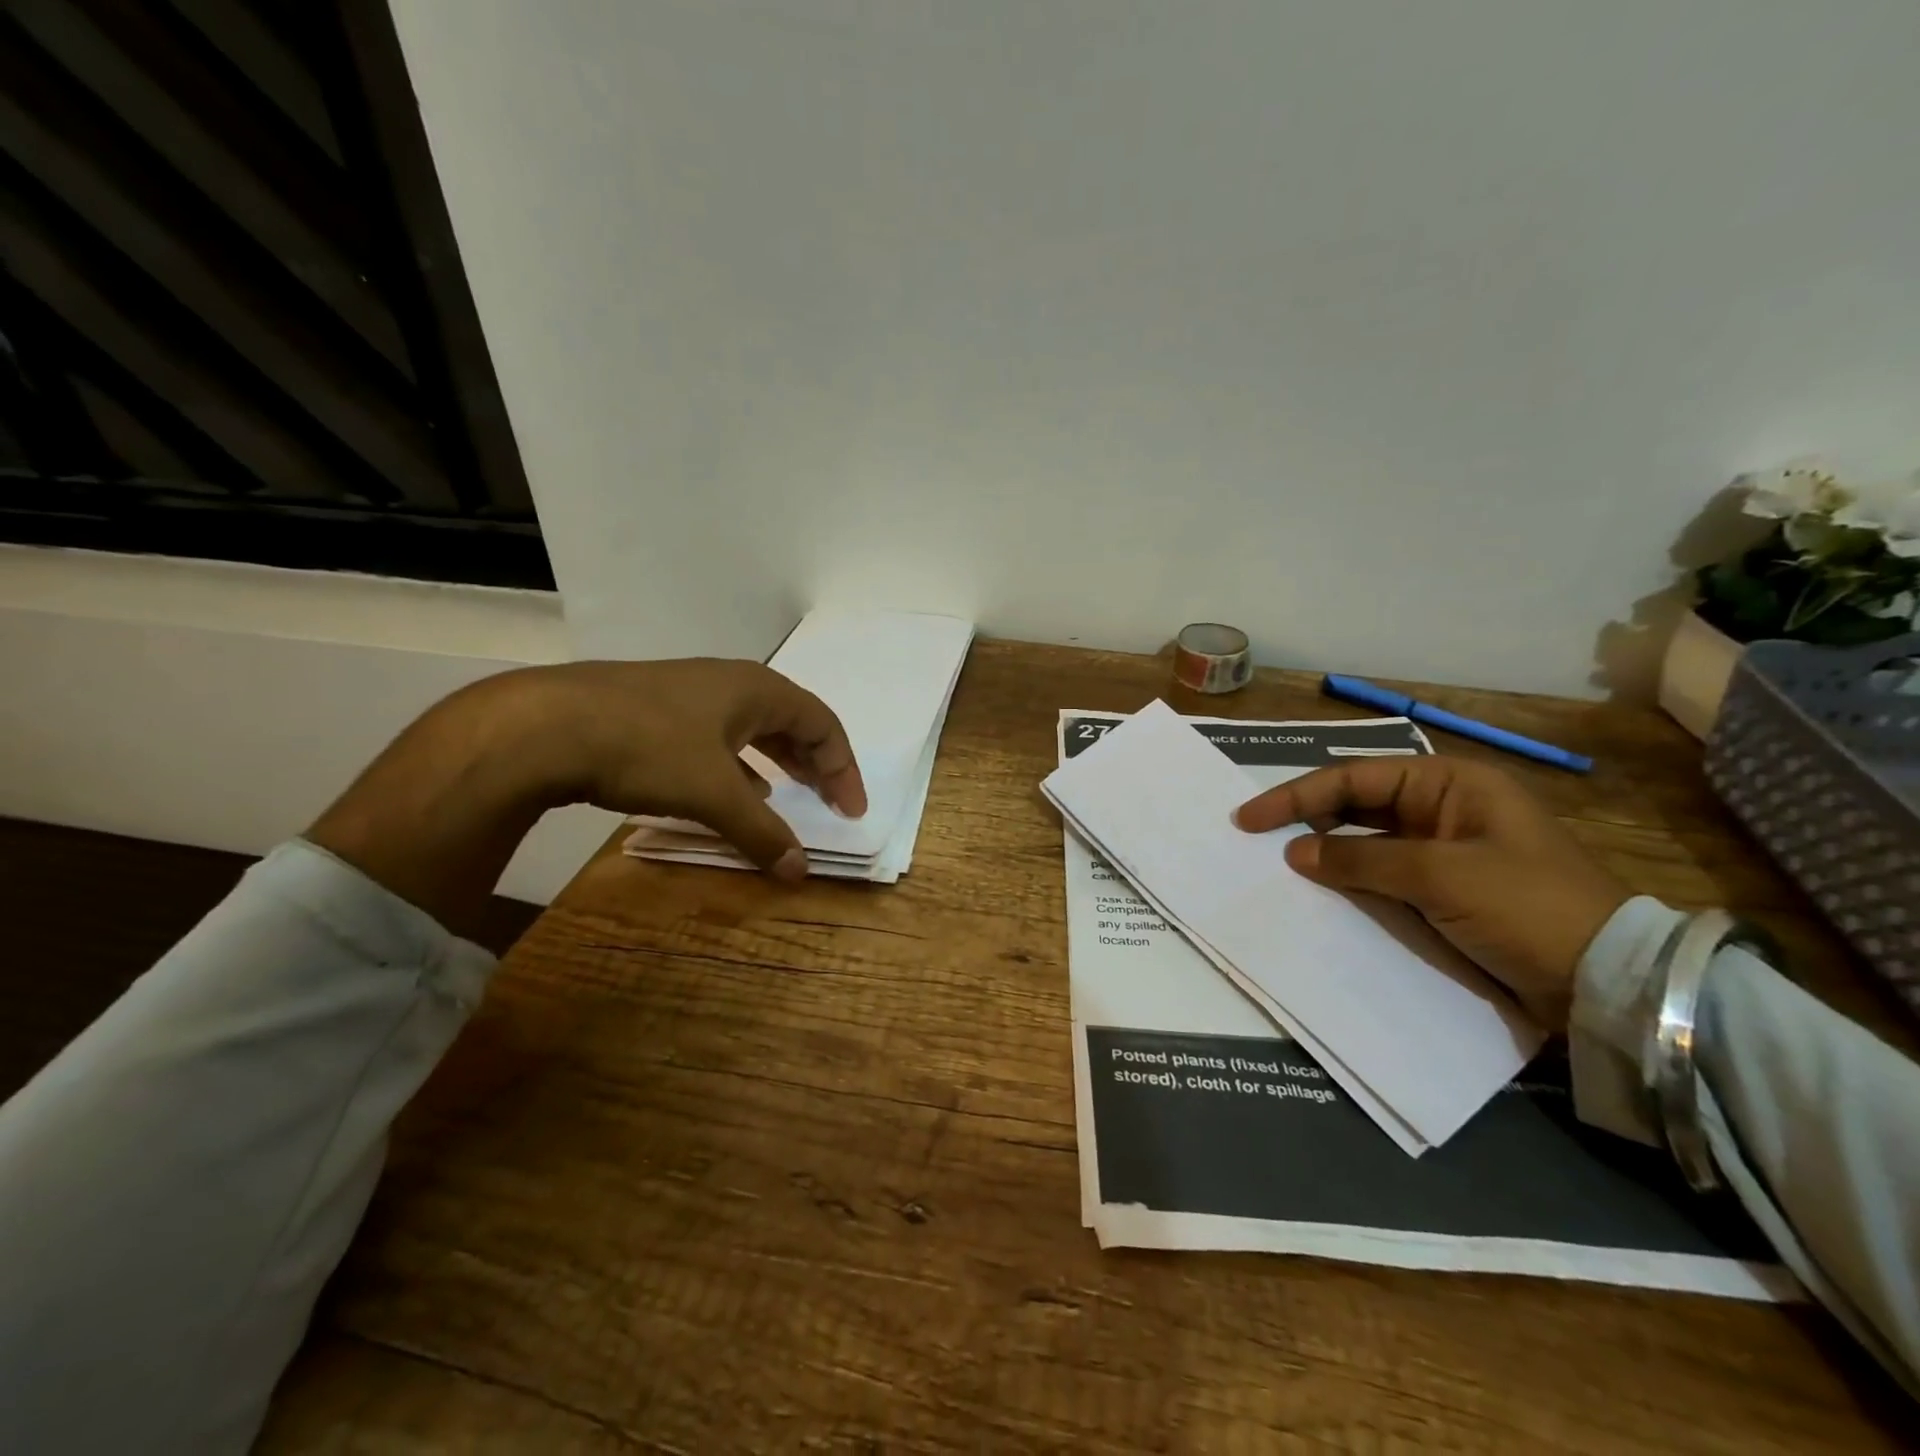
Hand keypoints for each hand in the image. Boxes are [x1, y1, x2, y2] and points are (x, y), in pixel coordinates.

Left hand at [308, 659, 864, 938]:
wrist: (543, 724)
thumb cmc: (646, 747)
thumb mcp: (713, 793)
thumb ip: (761, 832)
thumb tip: (801, 872)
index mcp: (757, 689)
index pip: (822, 724)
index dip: (843, 768)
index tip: (850, 811)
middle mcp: (730, 682)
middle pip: (792, 720)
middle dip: (815, 762)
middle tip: (828, 801)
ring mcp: (690, 692)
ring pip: (752, 726)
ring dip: (777, 761)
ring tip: (786, 794)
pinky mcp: (657, 709)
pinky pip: (719, 735)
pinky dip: (739, 763)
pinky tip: (729, 786)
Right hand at [1233, 758, 1628, 1030]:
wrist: (1607, 984)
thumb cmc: (1527, 907)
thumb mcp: (1440, 876)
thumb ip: (1360, 858)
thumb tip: (1294, 853)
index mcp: (1450, 784)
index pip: (1354, 778)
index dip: (1296, 796)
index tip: (1249, 820)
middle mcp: (1443, 808)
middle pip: (1356, 804)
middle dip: (1306, 819)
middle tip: (1255, 840)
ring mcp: (1444, 851)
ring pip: (1366, 841)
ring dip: (1325, 852)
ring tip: (1278, 865)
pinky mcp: (1444, 890)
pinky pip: (1383, 875)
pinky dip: (1350, 880)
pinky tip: (1322, 892)